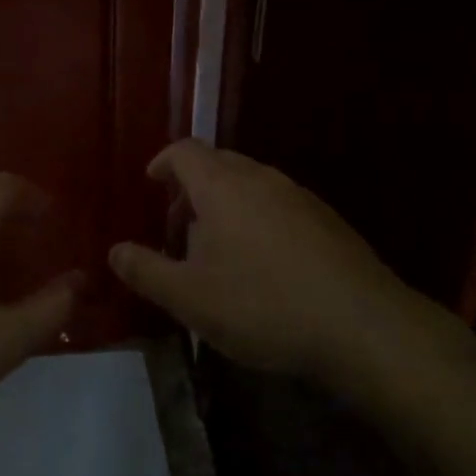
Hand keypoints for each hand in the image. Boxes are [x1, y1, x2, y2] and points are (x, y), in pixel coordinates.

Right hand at [108, 140, 429, 384]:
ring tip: (217, 250)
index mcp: (222, 186)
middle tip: (178, 225)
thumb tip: (114, 251)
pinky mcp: (327, 220)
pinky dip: (257, 219)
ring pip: (251, 184)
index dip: (163, 161)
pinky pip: (278, 205)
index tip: (151, 183)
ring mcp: (299, 196)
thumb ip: (146, 271)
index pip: (185, 151)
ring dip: (225, 205)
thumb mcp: (190, 297)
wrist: (361, 324)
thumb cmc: (262, 304)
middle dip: (192, 187)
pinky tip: (263, 265)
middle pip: (218, 163)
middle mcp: (261, 177)